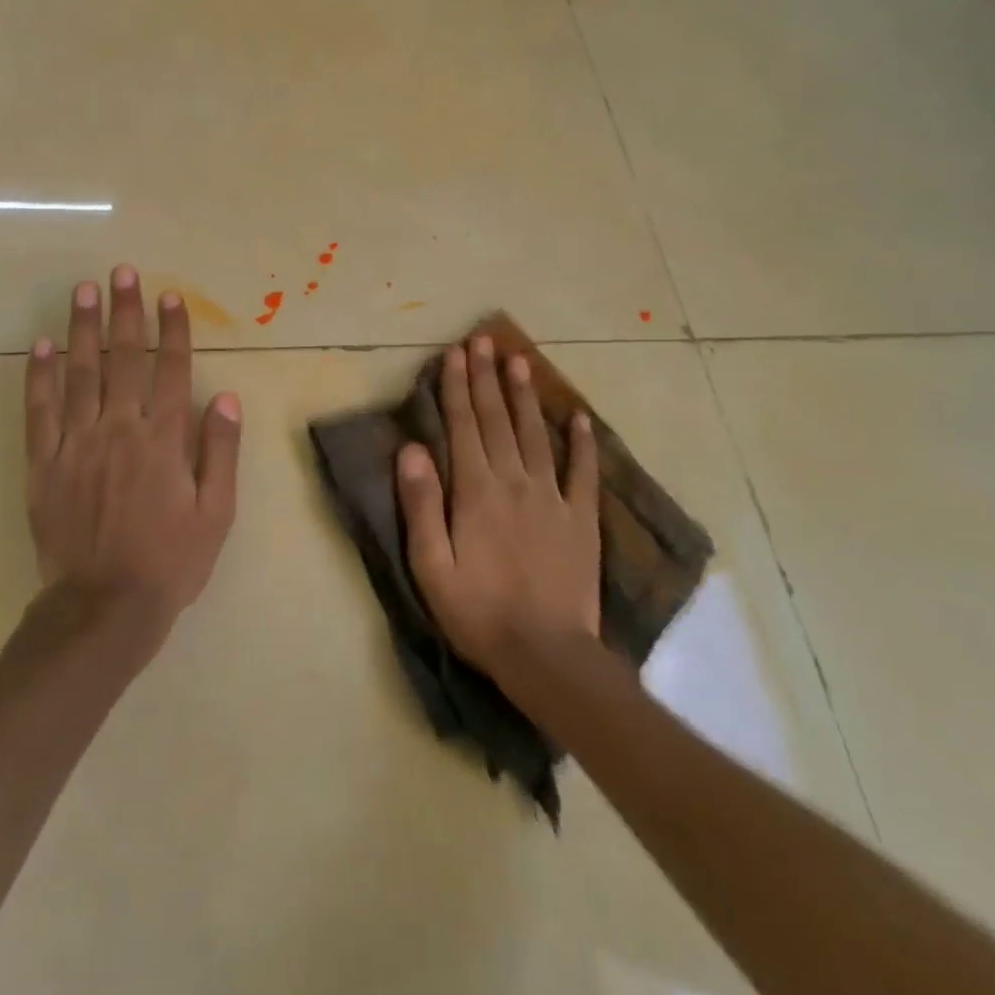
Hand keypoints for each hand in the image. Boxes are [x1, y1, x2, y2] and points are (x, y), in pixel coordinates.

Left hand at [25, 266, 241, 635]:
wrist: (104, 606)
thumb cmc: (170, 562)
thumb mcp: (216, 514)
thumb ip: (220, 453)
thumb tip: (227, 398)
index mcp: (163, 440)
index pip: (170, 370)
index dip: (171, 330)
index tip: (169, 296)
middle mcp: (119, 430)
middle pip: (123, 360)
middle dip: (125, 313)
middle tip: (122, 273)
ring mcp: (76, 444)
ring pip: (79, 374)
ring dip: (82, 328)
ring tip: (83, 290)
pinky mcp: (43, 463)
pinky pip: (40, 410)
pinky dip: (40, 375)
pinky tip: (41, 345)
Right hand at [396, 337, 600, 671]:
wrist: (546, 654)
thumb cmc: (478, 612)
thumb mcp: (431, 565)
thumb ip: (421, 505)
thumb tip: (411, 449)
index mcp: (476, 492)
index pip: (463, 427)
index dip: (456, 388)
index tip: (455, 354)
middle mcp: (515, 482)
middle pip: (498, 420)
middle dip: (487, 378)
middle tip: (485, 340)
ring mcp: (553, 498)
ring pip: (537, 434)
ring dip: (526, 396)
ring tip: (521, 360)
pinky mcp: (581, 519)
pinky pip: (583, 471)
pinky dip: (582, 442)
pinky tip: (579, 416)